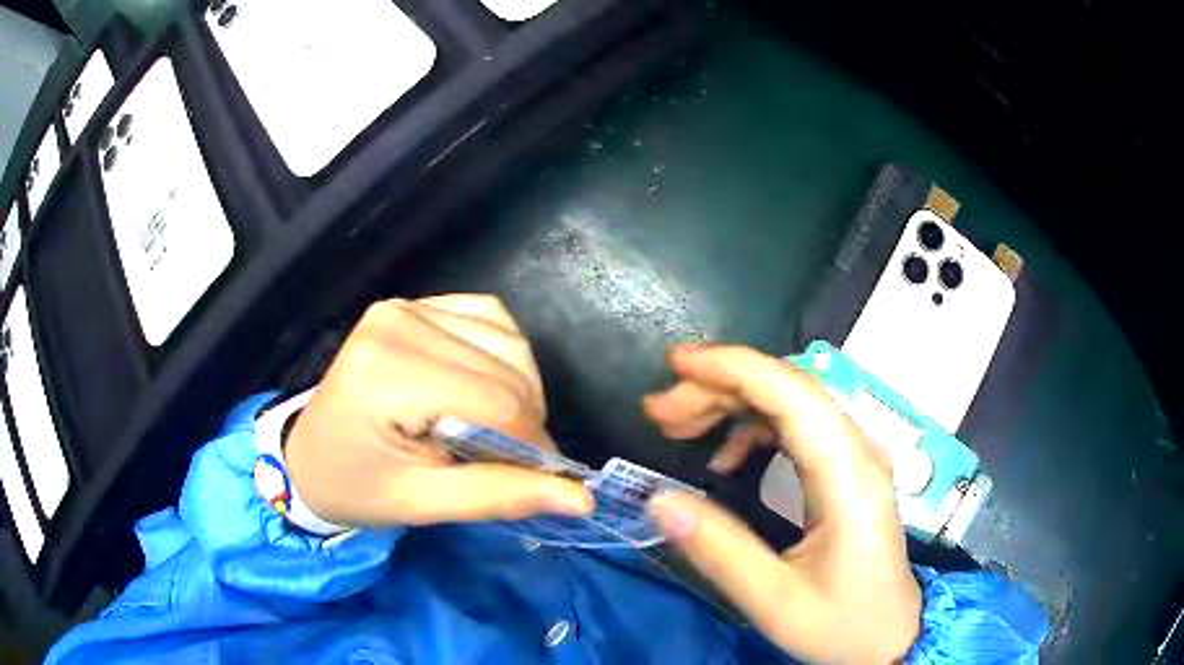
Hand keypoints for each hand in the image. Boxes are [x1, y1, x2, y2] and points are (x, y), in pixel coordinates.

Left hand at [284, 295, 593, 527]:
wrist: (309, 458)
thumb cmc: (356, 487)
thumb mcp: (421, 504)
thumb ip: (500, 496)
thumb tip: (582, 498)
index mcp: (388, 373)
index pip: (496, 401)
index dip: (531, 444)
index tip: (537, 479)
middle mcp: (397, 322)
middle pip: (507, 367)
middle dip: (526, 420)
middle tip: (510, 460)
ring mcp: (405, 306)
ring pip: (506, 340)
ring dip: (520, 388)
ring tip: (496, 428)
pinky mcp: (413, 305)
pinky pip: (488, 317)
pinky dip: (504, 354)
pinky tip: (486, 384)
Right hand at [643, 345, 920, 663]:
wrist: (890, 636)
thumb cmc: (842, 624)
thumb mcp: (775, 601)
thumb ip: (718, 551)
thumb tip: (659, 501)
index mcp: (848, 476)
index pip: (792, 393)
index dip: (732, 368)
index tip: (674, 364)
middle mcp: (857, 451)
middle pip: (788, 388)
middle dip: (719, 387)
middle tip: (660, 413)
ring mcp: (855, 457)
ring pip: (791, 402)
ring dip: (733, 403)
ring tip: (681, 429)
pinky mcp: (847, 470)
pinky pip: (798, 426)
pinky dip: (754, 428)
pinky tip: (726, 460)